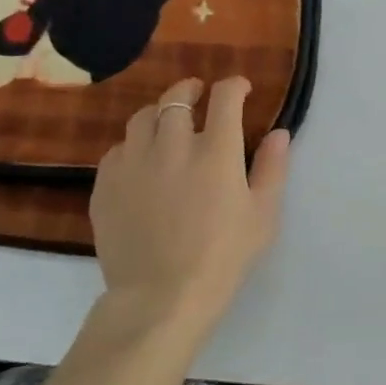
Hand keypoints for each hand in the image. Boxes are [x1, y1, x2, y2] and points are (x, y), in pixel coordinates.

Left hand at [87, 77, 290, 345]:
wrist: (161, 297)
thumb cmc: (223, 257)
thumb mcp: (263, 216)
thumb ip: (272, 168)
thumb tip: (279, 132)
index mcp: (216, 152)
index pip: (225, 98)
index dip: (234, 86)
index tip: (241, 89)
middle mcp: (172, 146)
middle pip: (177, 98)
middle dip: (191, 89)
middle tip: (198, 93)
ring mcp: (134, 163)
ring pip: (142, 117)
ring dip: (160, 112)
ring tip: (167, 121)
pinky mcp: (106, 184)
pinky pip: (118, 149)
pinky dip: (134, 145)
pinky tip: (142, 160)